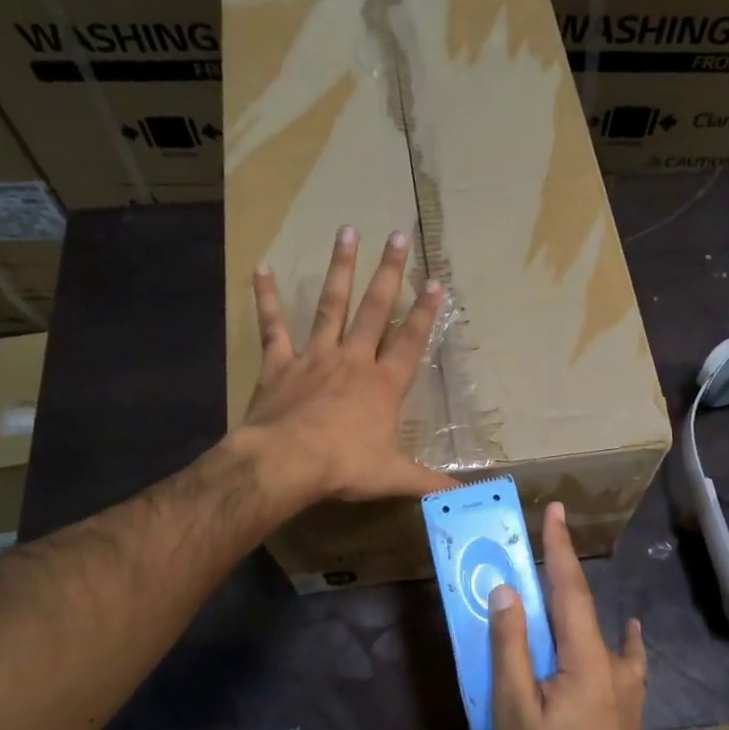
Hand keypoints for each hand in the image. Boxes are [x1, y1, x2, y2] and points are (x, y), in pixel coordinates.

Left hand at [240, 226, 453, 503]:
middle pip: (376, 310)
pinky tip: (263, 268)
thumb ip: (429, 484)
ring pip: (331, 305)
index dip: (426, 313)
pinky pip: (274, 326)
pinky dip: (267, 298)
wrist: (286, 463)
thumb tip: (465, 497)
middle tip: (398, 235)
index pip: (411, 342)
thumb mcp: (393, 477)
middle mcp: (353, 360)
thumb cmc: (344, 467)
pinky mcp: (280, 364)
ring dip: (340, 269)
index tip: (435, 281)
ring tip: (347, 232)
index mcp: (383, 384)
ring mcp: (315, 357)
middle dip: (389, 273)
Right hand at [490, 502, 646, 729]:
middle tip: (543, 543)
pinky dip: (624, 637)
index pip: (570, 589)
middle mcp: (613, 661)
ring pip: (601, 630)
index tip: (557, 510)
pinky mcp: (629, 702)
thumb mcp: (514, 708)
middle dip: (562, 569)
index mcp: (585, 657)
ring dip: (578, 603)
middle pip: (583, 604)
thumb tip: (507, 592)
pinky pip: (627, 657)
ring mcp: (627, 683)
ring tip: (558, 590)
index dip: (560, 548)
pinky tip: (630, 631)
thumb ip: (510, 647)